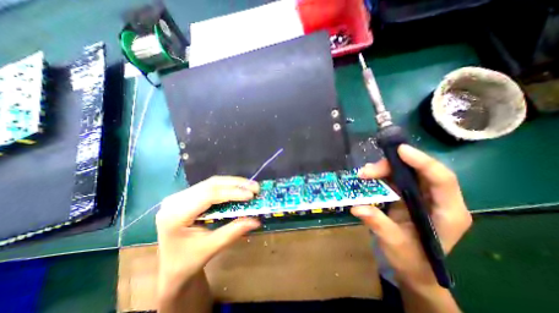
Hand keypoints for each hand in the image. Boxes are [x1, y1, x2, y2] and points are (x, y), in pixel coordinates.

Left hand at [155, 176, 261, 295]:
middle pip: (211, 184)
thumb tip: (257, 220)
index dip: (232, 192)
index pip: (208, 195)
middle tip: (255, 187)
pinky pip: (210, 186)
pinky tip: (238, 188)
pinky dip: (227, 186)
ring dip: (233, 183)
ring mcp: (180, 196)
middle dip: (236, 184)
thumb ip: (233, 231)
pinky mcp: (187, 196)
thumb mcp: (210, 248)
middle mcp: (176, 200)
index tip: (251, 195)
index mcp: (175, 214)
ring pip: (212, 183)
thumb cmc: (186, 263)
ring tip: (250, 186)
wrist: (168, 269)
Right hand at [354, 144, 470, 288]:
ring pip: (405, 172)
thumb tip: (357, 207)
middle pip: (419, 171)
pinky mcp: (408, 195)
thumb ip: (378, 224)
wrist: (412, 267)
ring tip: (363, 174)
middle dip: (392, 166)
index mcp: (448, 213)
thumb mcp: (394, 244)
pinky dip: (381, 175)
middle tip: (366, 171)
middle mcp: (438, 199)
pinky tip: (368, 177)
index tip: (399, 150)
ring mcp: (422, 196)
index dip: (422, 162)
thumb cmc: (411, 259)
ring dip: (383, 169)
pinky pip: (396, 178)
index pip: (442, 179)